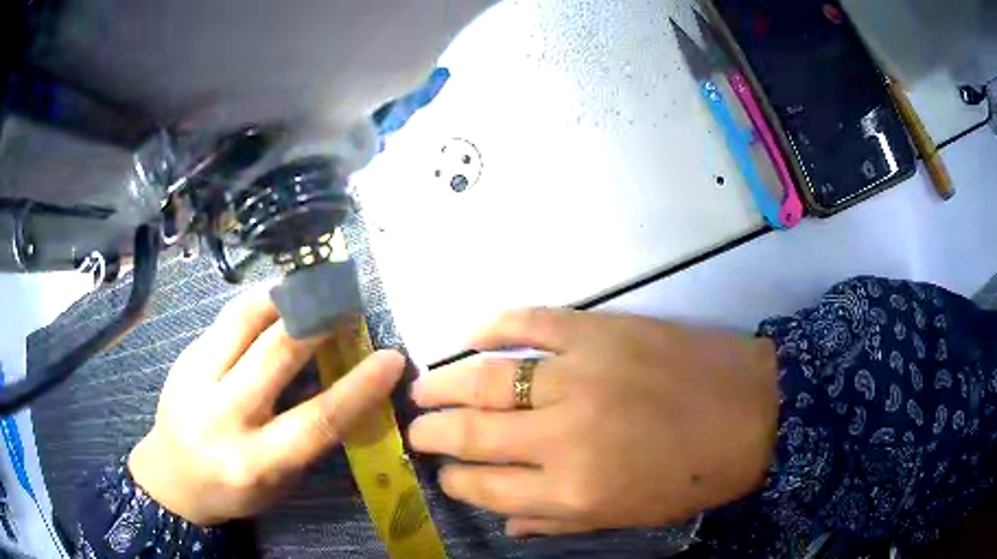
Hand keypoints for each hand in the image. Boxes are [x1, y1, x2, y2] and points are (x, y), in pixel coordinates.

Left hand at [128, 286, 404, 524]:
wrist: (170, 477)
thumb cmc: (233, 490)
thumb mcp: (279, 482)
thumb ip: (306, 439)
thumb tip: (342, 387)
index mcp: (256, 461)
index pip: (317, 419)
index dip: (359, 387)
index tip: (391, 358)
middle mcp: (224, 417)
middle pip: (276, 355)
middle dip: (320, 319)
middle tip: (348, 299)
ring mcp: (197, 380)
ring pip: (244, 321)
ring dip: (285, 297)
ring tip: (313, 285)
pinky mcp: (184, 358)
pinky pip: (225, 320)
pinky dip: (258, 303)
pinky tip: (276, 298)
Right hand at [408, 309, 777, 537]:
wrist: (754, 410)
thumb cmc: (695, 476)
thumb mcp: (629, 517)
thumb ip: (559, 523)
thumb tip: (506, 522)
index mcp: (571, 491)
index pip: (485, 488)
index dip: (456, 480)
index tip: (445, 472)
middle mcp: (562, 436)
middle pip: (471, 432)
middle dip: (431, 432)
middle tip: (415, 428)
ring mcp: (579, 376)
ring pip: (486, 377)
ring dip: (443, 383)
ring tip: (420, 386)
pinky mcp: (599, 331)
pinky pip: (529, 322)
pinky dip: (492, 325)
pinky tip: (469, 335)